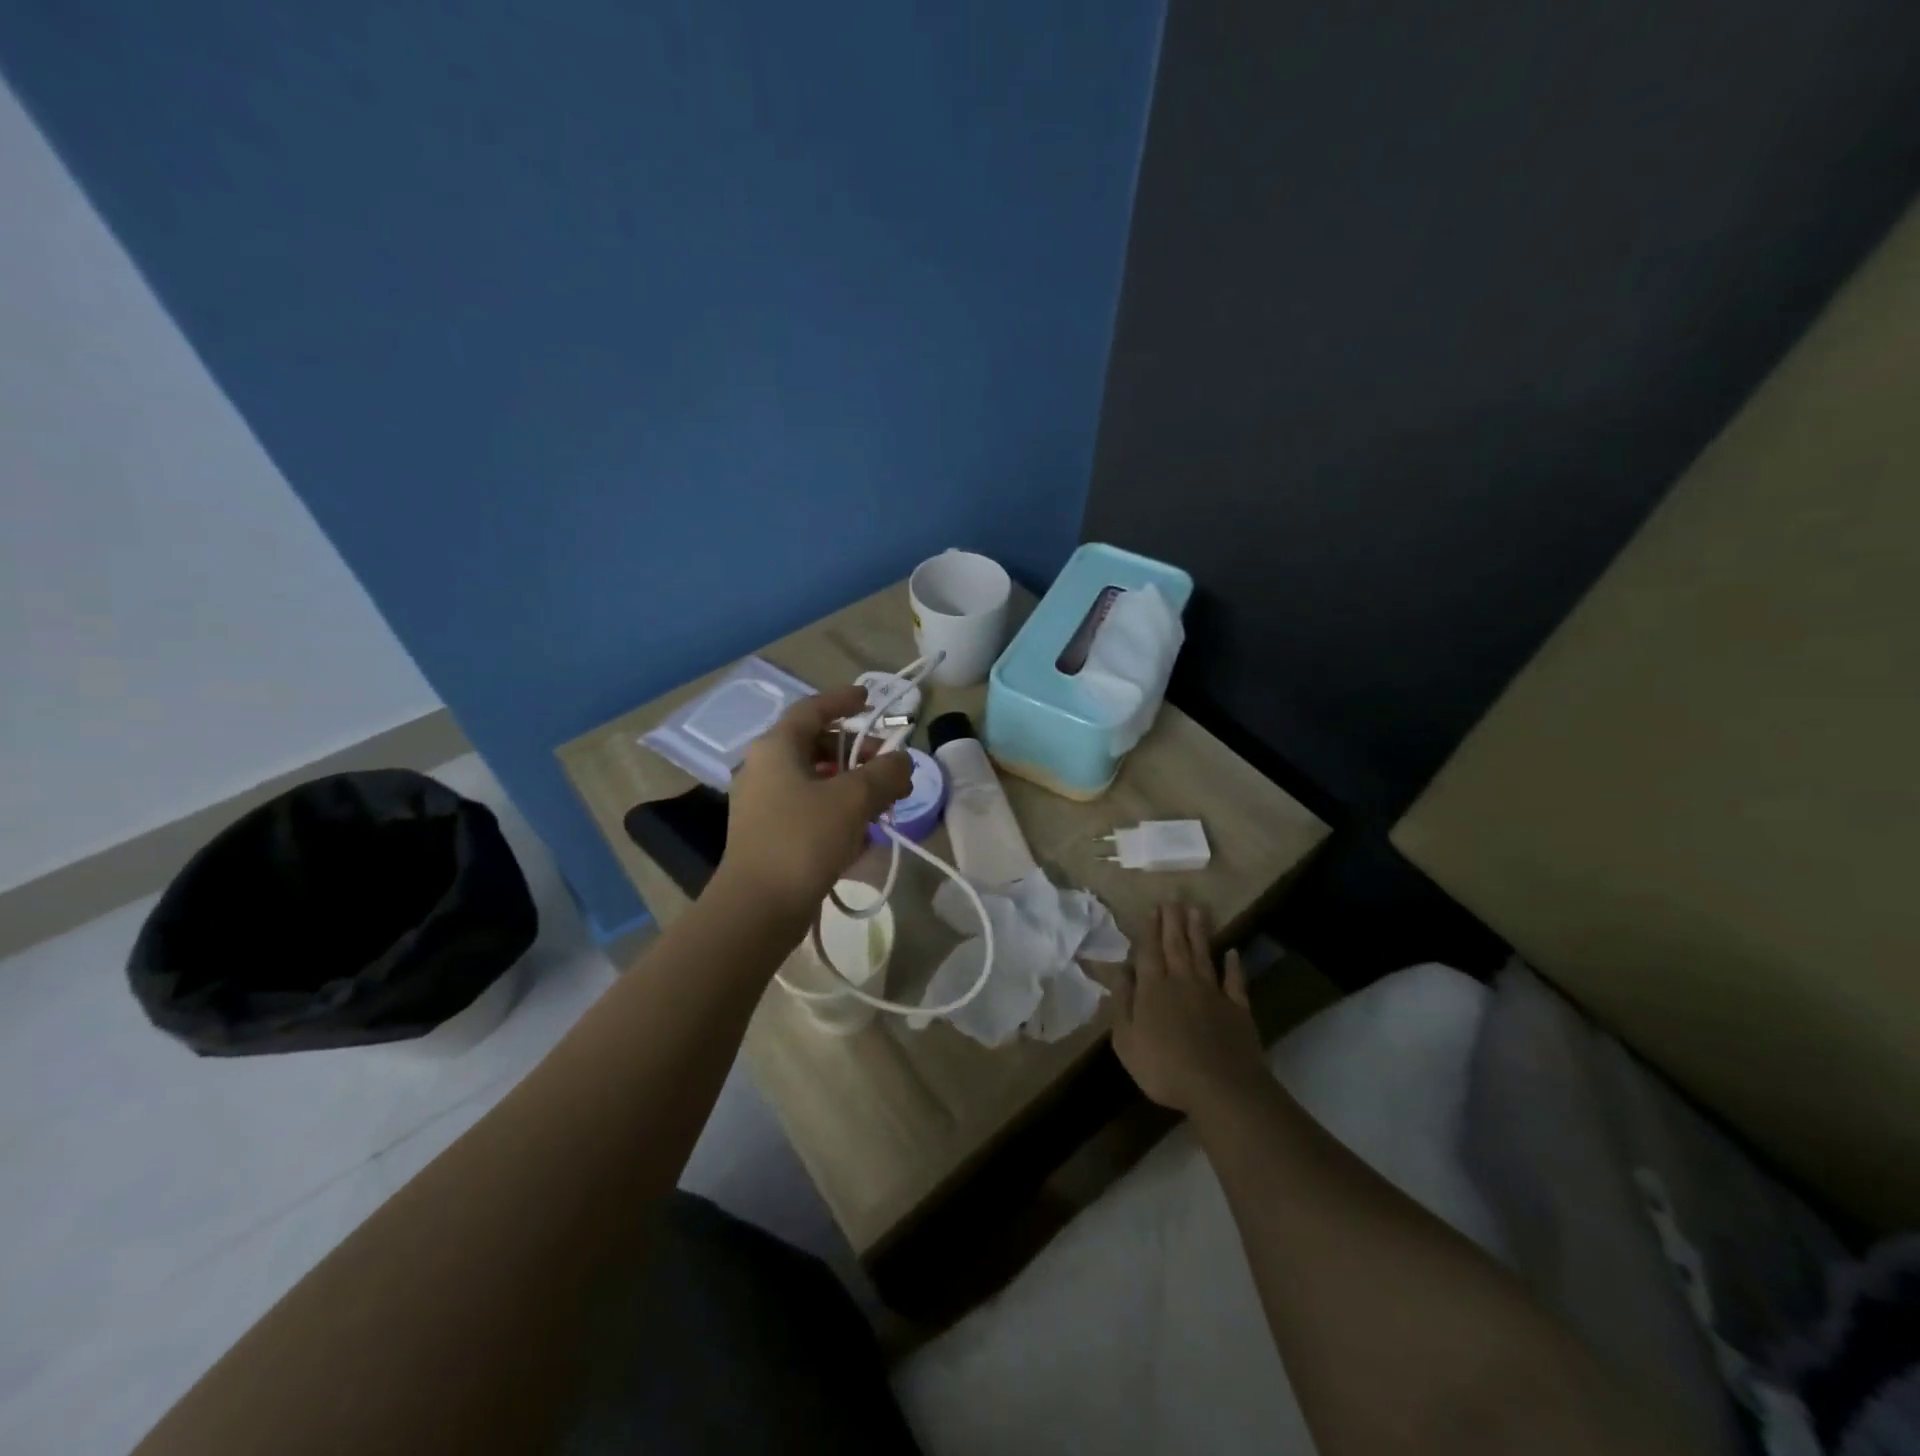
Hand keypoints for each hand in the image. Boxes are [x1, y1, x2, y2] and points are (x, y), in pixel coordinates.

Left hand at [715, 686, 913, 919]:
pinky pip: (808, 807)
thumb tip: (902, 762)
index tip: (871, 699)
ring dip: (851, 783)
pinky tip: (862, 831)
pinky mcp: (768, 834)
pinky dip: (836, 809)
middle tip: (888, 764)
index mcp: (776, 748)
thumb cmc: (803, 839)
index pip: (812, 709)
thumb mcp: (854, 799)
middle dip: (857, 750)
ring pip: (814, 779)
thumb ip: (885, 773)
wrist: (758, 907)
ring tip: (884, 801)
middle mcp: (764, 768)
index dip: (843, 700)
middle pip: (815, 744)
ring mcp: (763, 803)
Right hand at [1111, 902, 1268, 1116]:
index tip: (1153, 907)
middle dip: (1173, 920)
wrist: (1221, 1087)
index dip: (1150, 928)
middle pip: (1176, 945)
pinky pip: (1235, 981)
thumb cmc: (1164, 1068)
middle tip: (1173, 897)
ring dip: (1199, 931)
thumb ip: (1122, 1003)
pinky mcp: (1237, 1008)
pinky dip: (1234, 965)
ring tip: (1197, 909)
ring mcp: (1213, 993)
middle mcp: (1182, 982)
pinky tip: (1233, 952)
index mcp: (1153, 989)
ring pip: (1203, 954)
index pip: (1149, 951)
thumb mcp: (1126, 1040)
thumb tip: (1120, 971)